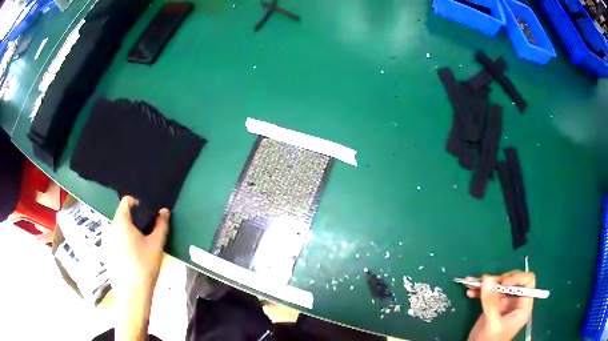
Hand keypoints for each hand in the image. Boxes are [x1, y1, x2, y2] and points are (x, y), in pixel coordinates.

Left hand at [105, 196, 169, 340]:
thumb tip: (164, 211)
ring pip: (119, 229)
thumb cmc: (145, 265)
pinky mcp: (107, 253)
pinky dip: (123, 242)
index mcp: (121, 222)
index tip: (147, 215)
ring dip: (129, 232)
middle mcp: (110, 228)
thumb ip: (161, 225)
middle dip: (135, 220)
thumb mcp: (156, 244)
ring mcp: (107, 241)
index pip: (126, 202)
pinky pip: (115, 240)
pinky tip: (133, 258)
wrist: (132, 292)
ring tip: (141, 246)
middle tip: (147, 233)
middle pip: (122, 216)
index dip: (137, 203)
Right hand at [467, 271, 534, 340]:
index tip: (502, 283)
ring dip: (486, 283)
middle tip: (484, 282)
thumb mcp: (492, 324)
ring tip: (472, 283)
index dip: (517, 278)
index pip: (527, 282)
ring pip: (499, 285)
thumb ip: (491, 303)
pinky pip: (488, 293)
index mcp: (522, 306)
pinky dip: (479, 290)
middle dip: (498, 280)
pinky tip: (470, 291)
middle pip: (512, 281)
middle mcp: (515, 302)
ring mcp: (504, 304)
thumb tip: (487, 278)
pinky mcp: (492, 306)